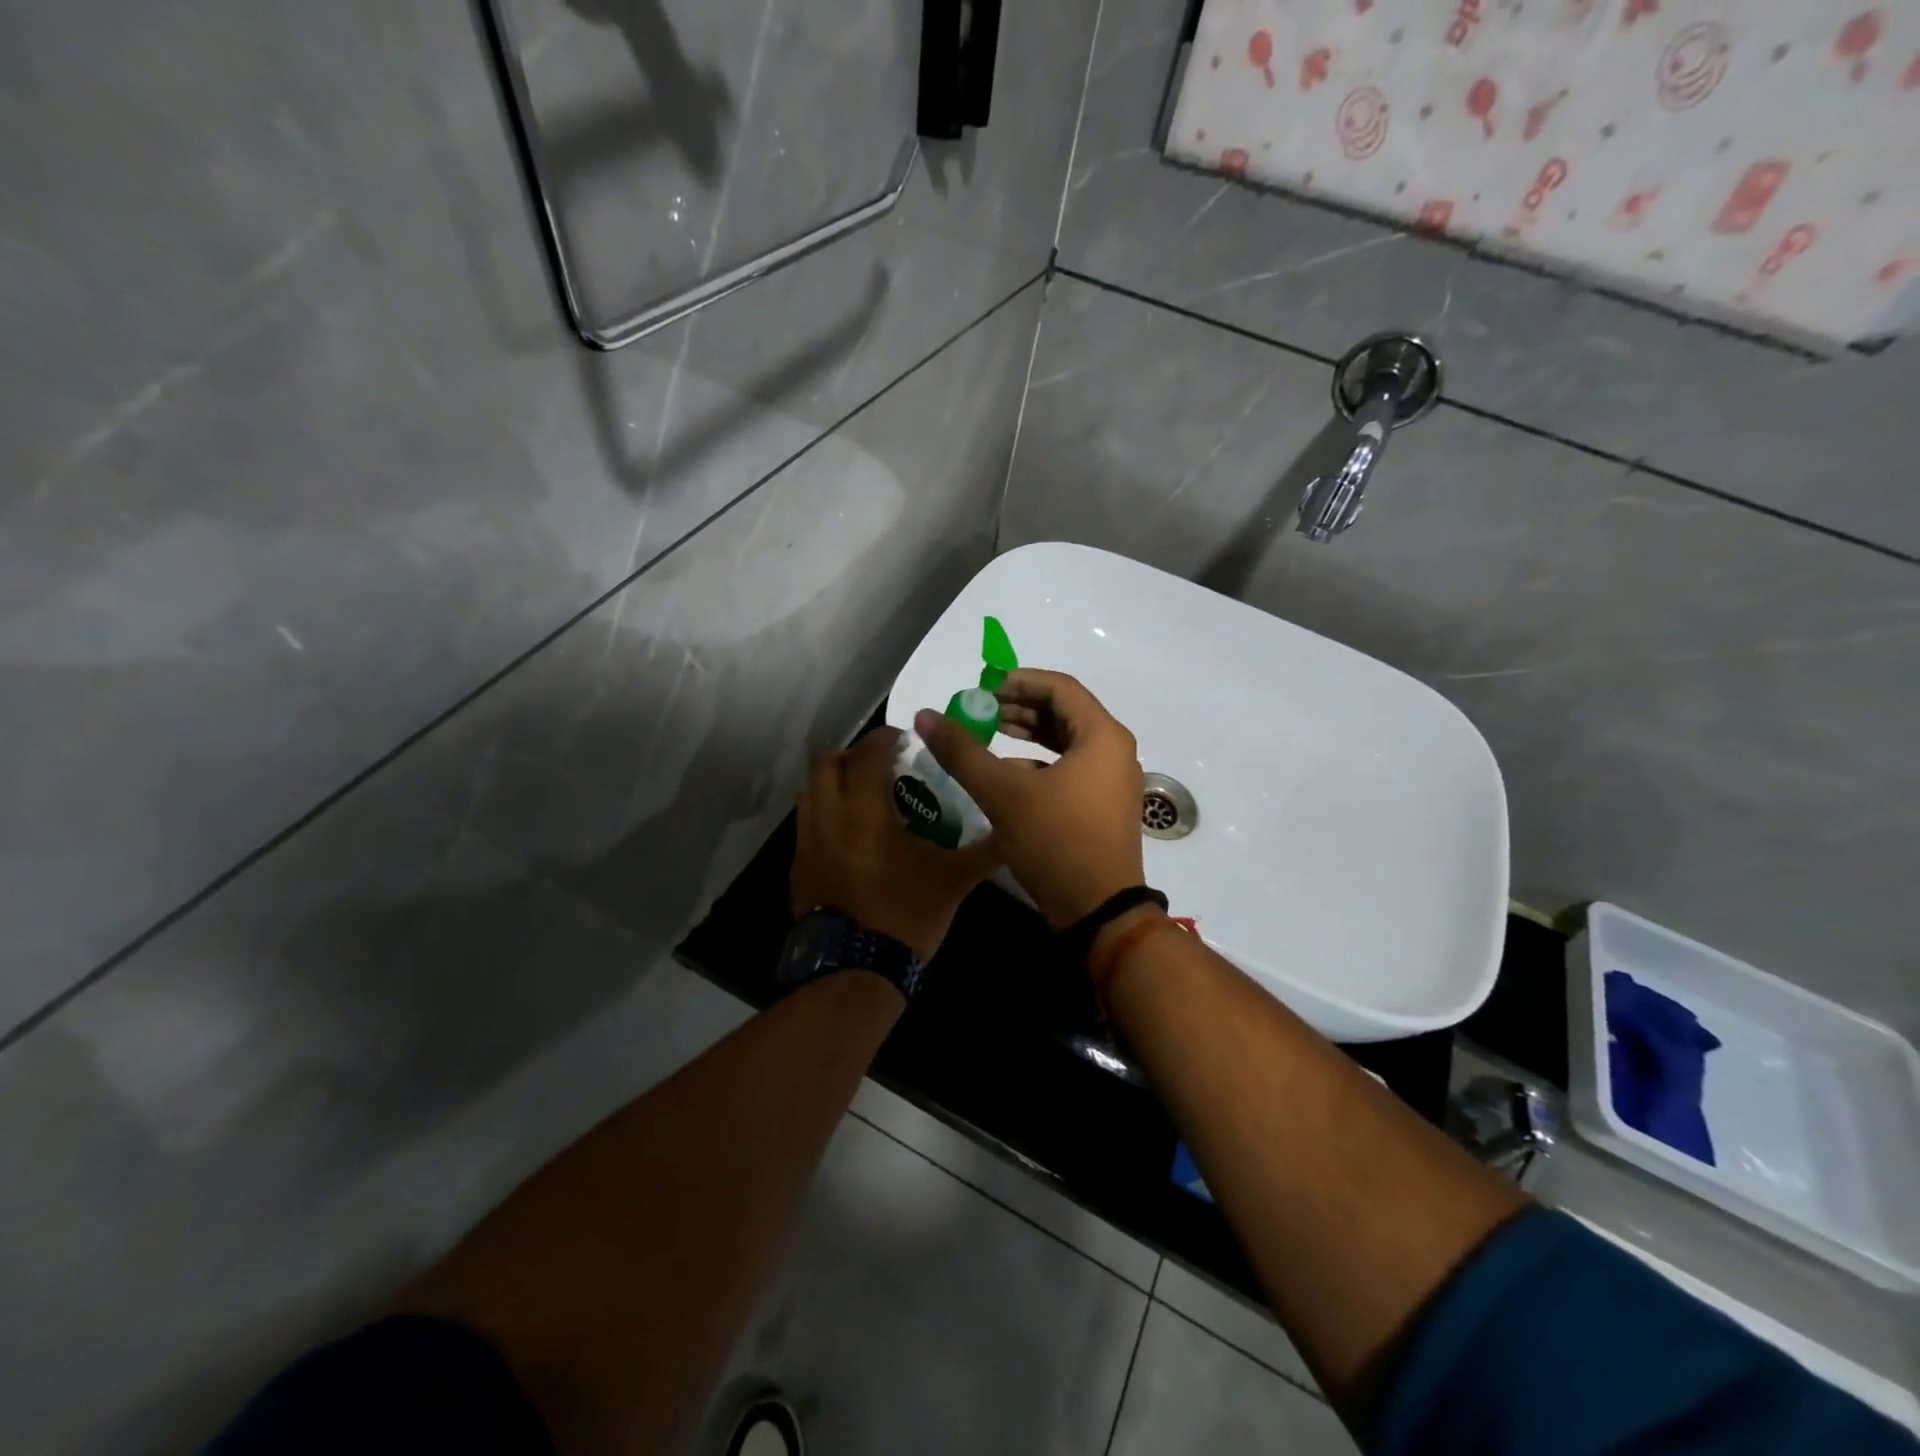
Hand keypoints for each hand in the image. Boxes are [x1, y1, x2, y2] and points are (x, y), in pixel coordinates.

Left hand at [790, 727, 1001, 963]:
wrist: (854, 971)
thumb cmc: (905, 915)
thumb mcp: (953, 882)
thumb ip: (984, 851)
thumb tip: (1014, 833)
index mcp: (865, 809)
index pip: (868, 752)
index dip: (886, 738)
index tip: (905, 740)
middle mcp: (828, 814)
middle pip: (828, 762)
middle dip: (854, 755)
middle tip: (882, 765)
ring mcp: (807, 841)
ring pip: (810, 790)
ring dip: (835, 781)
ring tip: (863, 795)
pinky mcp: (797, 865)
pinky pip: (806, 822)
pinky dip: (825, 812)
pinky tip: (848, 834)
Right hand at [914, 669, 1144, 927]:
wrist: (1099, 912)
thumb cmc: (1056, 842)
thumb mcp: (1003, 794)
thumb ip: (963, 752)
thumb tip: (925, 716)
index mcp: (1102, 736)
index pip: (1060, 687)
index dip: (1018, 681)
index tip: (983, 687)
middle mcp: (1115, 751)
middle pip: (1066, 711)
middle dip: (1021, 706)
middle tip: (982, 709)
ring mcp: (1114, 780)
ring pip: (1068, 741)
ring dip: (1030, 733)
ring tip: (991, 733)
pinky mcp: (1105, 805)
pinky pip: (1073, 767)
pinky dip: (1041, 761)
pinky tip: (1009, 772)